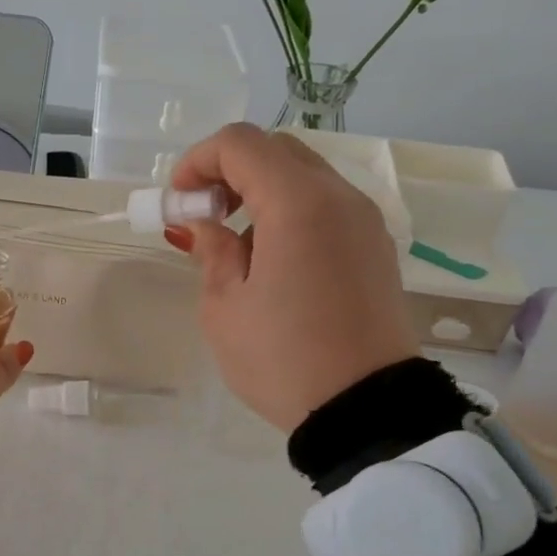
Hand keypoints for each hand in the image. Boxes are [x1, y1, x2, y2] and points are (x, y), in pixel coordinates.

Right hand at [169, 124, 418, 431]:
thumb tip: (204, 224)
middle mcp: (340, 197)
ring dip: (261, 190)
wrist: (367, 411)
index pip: (241, 144)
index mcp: (298, 204)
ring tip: (236, 243)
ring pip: (305, 175)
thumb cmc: (283, 360)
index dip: (198, 160)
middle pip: (277, 150)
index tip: (179, 201)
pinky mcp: (377, 247)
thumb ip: (212, 251)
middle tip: (204, 214)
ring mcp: (365, 221)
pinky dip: (291, 210)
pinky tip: (273, 258)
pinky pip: (327, 205)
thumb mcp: (225, 308)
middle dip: (230, 170)